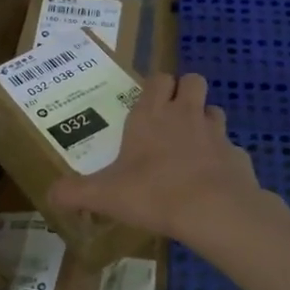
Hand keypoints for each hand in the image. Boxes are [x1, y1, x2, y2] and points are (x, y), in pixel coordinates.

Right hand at [47, 72, 262, 242]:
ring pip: (214, 110)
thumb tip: (51, 195)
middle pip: (193, 80)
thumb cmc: (153, 192)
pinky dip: (222, 157)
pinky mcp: (238, 154)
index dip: (155, 86)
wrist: (214, 210)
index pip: (158, 78)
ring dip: (204, 120)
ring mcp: (216, 132)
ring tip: (192, 144)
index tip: (147, 102)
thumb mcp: (105, 196)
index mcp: (151, 115)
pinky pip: (230, 147)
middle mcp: (185, 114)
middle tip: (171, 116)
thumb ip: (75, 193)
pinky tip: (211, 178)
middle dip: (184, 91)